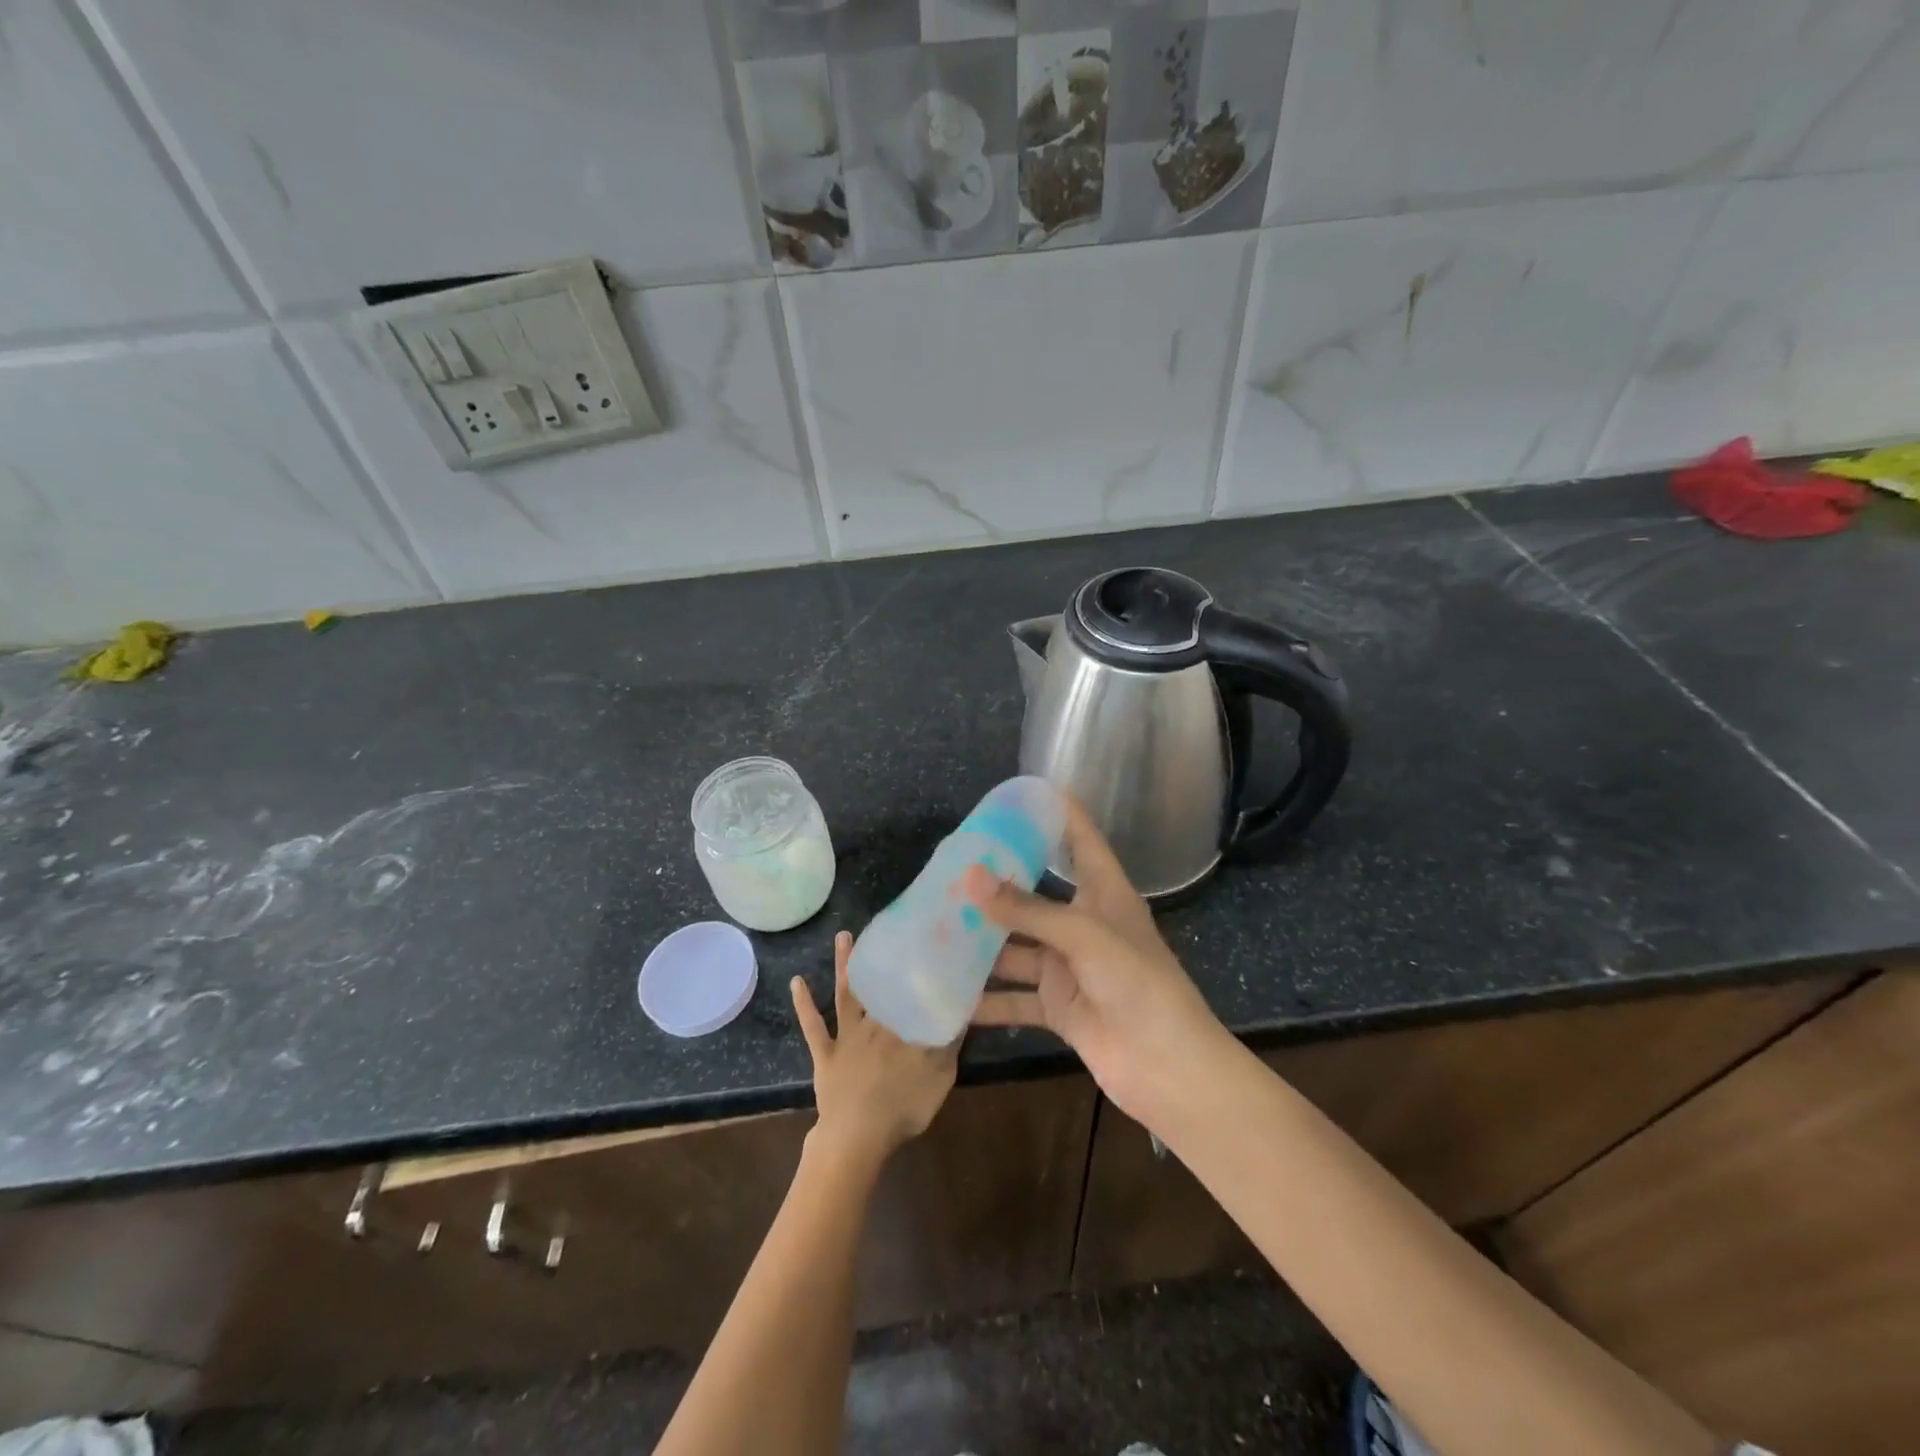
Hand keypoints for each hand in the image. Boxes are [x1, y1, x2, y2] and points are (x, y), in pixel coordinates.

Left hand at [791, 931, 958, 1165]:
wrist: (858, 1136)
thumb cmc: (904, 1106)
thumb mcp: (941, 1075)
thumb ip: (950, 1040)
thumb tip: (963, 1006)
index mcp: (901, 1025)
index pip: (908, 989)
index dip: (914, 965)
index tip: (919, 938)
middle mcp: (874, 1022)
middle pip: (877, 983)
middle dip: (878, 954)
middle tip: (880, 926)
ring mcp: (846, 1037)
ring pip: (846, 994)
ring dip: (843, 965)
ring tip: (842, 936)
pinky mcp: (825, 1054)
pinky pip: (813, 1026)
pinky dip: (804, 1005)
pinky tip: (796, 982)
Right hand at [967, 797, 1227, 1125]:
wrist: (1166, 1066)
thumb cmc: (1137, 983)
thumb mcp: (1083, 936)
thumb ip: (1026, 909)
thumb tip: (970, 876)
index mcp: (1104, 893)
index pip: (1081, 840)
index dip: (1058, 813)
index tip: (1024, 791)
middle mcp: (1084, 924)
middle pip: (1035, 895)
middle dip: (997, 885)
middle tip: (951, 867)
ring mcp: (1068, 967)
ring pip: (1017, 947)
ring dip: (982, 944)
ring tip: (934, 928)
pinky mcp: (1058, 1006)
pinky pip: (1014, 998)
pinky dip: (986, 1001)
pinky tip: (949, 997)